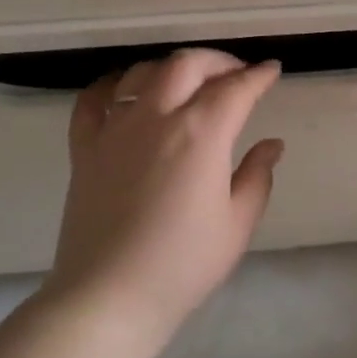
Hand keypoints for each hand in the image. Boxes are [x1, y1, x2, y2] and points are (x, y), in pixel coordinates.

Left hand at [48, 48, 283, 338]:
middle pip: (188, 65)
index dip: (259, 76)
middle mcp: (157, 116)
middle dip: (218, 61)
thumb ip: (257, 176)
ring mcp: (115, 128)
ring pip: (142, 72)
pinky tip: (125, 88)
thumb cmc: (183, 264)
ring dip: (171, 68)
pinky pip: (93, 100)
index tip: (272, 70)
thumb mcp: (237, 224)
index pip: (236, 89)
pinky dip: (112, 84)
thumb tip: (271, 144)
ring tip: (187, 81)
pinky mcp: (84, 147)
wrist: (109, 296)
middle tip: (236, 74)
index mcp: (201, 133)